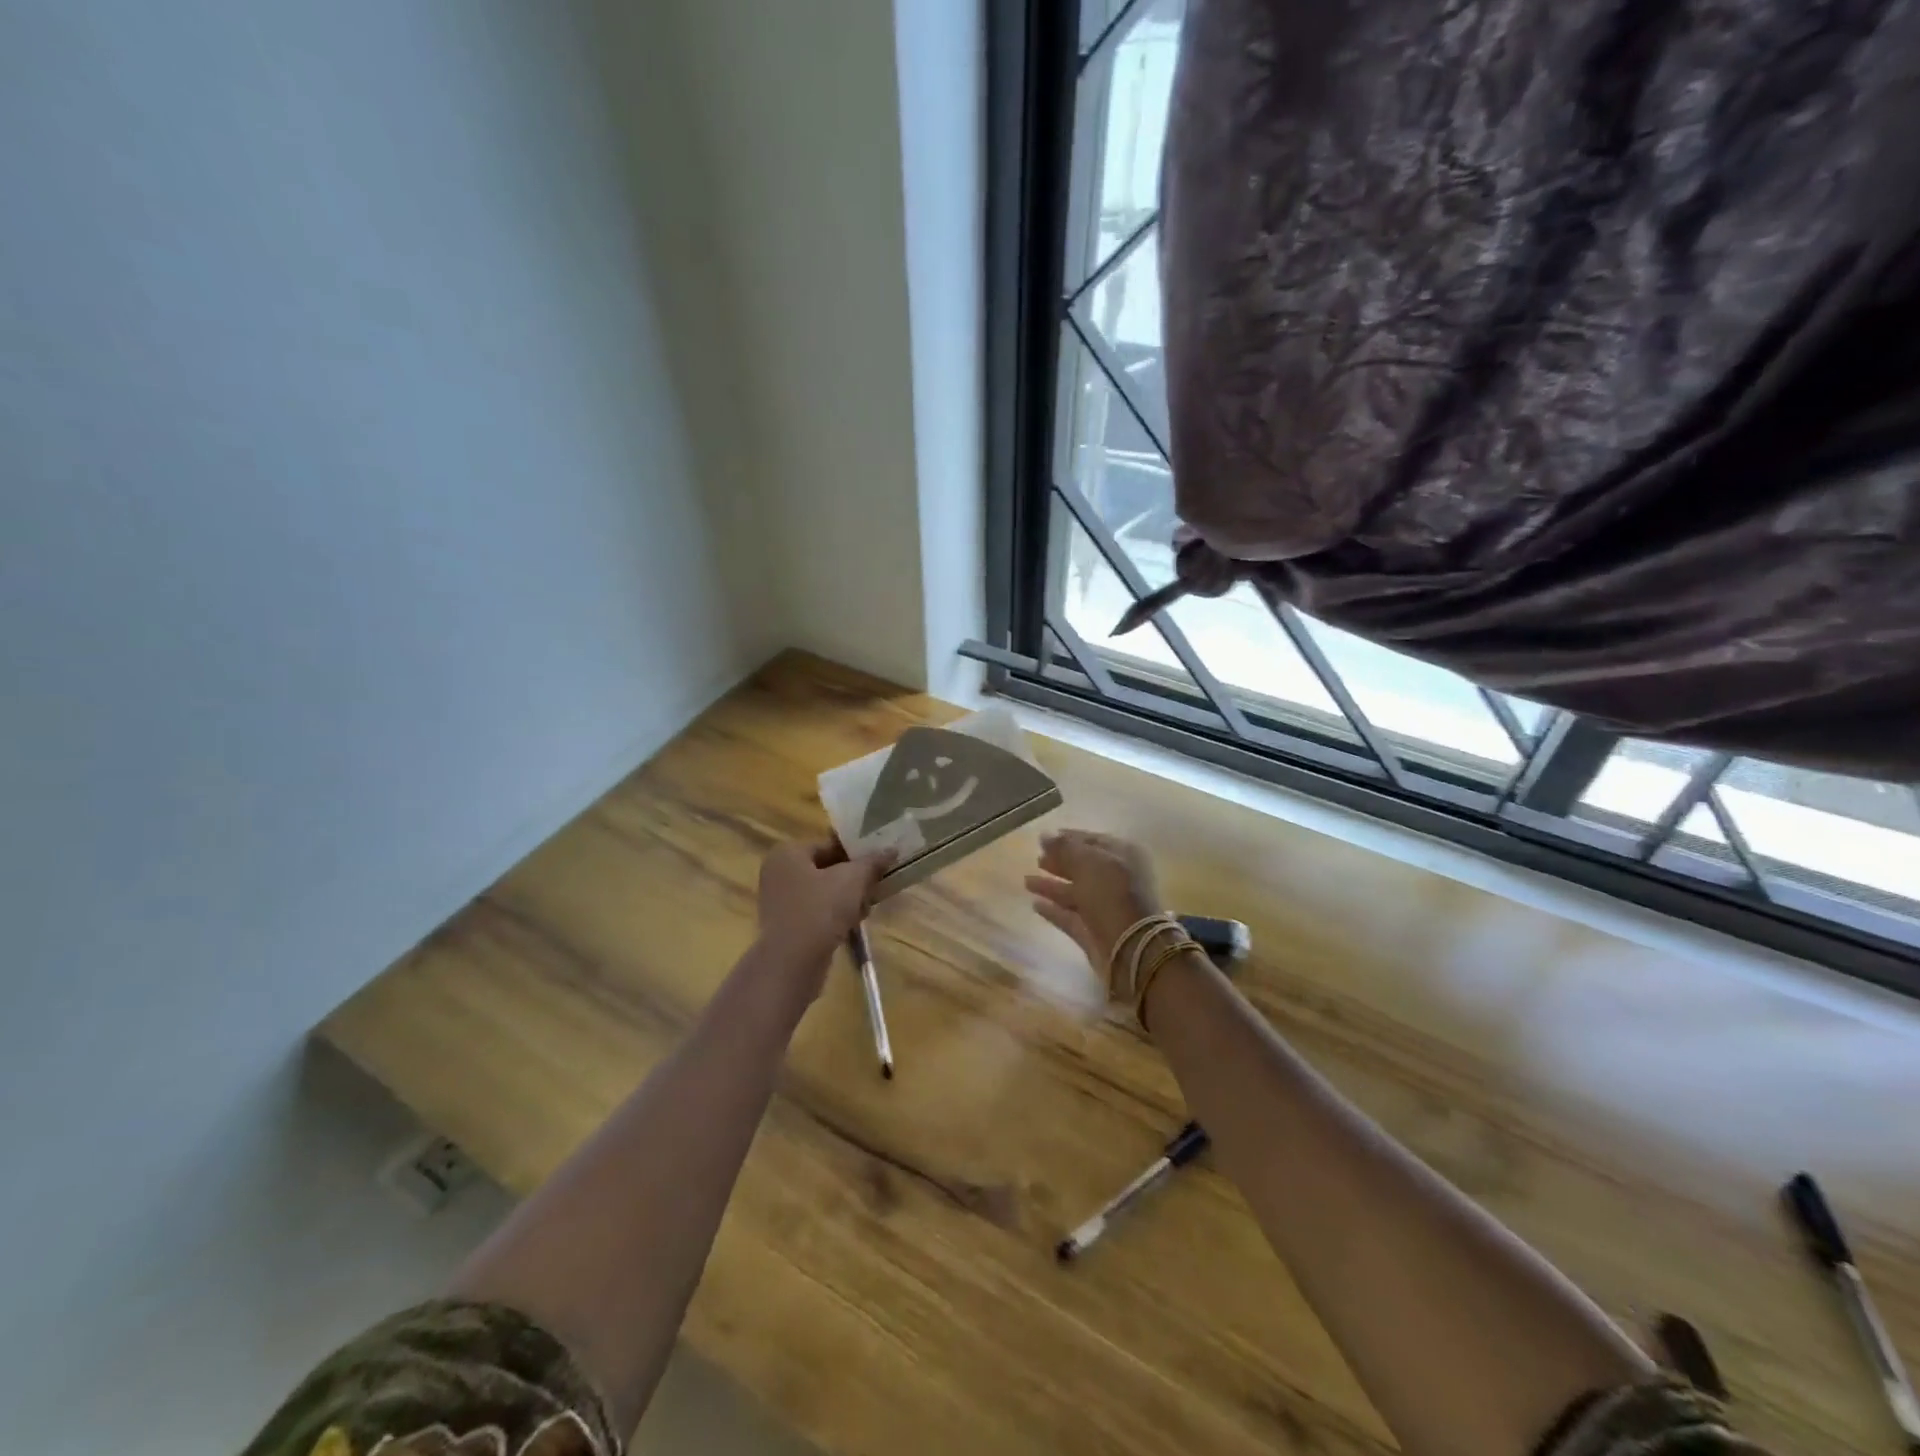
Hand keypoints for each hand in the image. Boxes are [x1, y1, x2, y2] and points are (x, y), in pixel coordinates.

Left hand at [755, 839, 892, 994]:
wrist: (793, 963)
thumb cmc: (820, 910)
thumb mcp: (853, 880)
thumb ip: (872, 862)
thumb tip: (891, 850)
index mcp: (788, 853)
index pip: (829, 844)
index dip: (857, 852)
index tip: (879, 862)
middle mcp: (779, 873)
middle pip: (827, 868)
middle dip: (854, 877)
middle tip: (876, 885)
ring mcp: (780, 901)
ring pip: (823, 892)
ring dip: (847, 898)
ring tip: (868, 906)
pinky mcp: (787, 926)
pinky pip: (816, 911)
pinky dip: (835, 915)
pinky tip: (854, 924)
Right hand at [1025, 829, 1166, 974]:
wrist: (1131, 947)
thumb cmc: (1112, 893)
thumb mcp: (1088, 862)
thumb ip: (1064, 848)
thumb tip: (1044, 835)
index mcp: (1123, 856)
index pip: (1093, 841)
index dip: (1068, 838)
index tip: (1044, 838)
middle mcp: (1116, 880)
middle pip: (1083, 867)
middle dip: (1059, 862)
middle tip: (1036, 858)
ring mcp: (1105, 907)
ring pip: (1075, 892)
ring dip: (1052, 886)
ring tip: (1026, 880)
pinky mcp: (1094, 932)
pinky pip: (1070, 916)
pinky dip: (1054, 910)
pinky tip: (1035, 904)